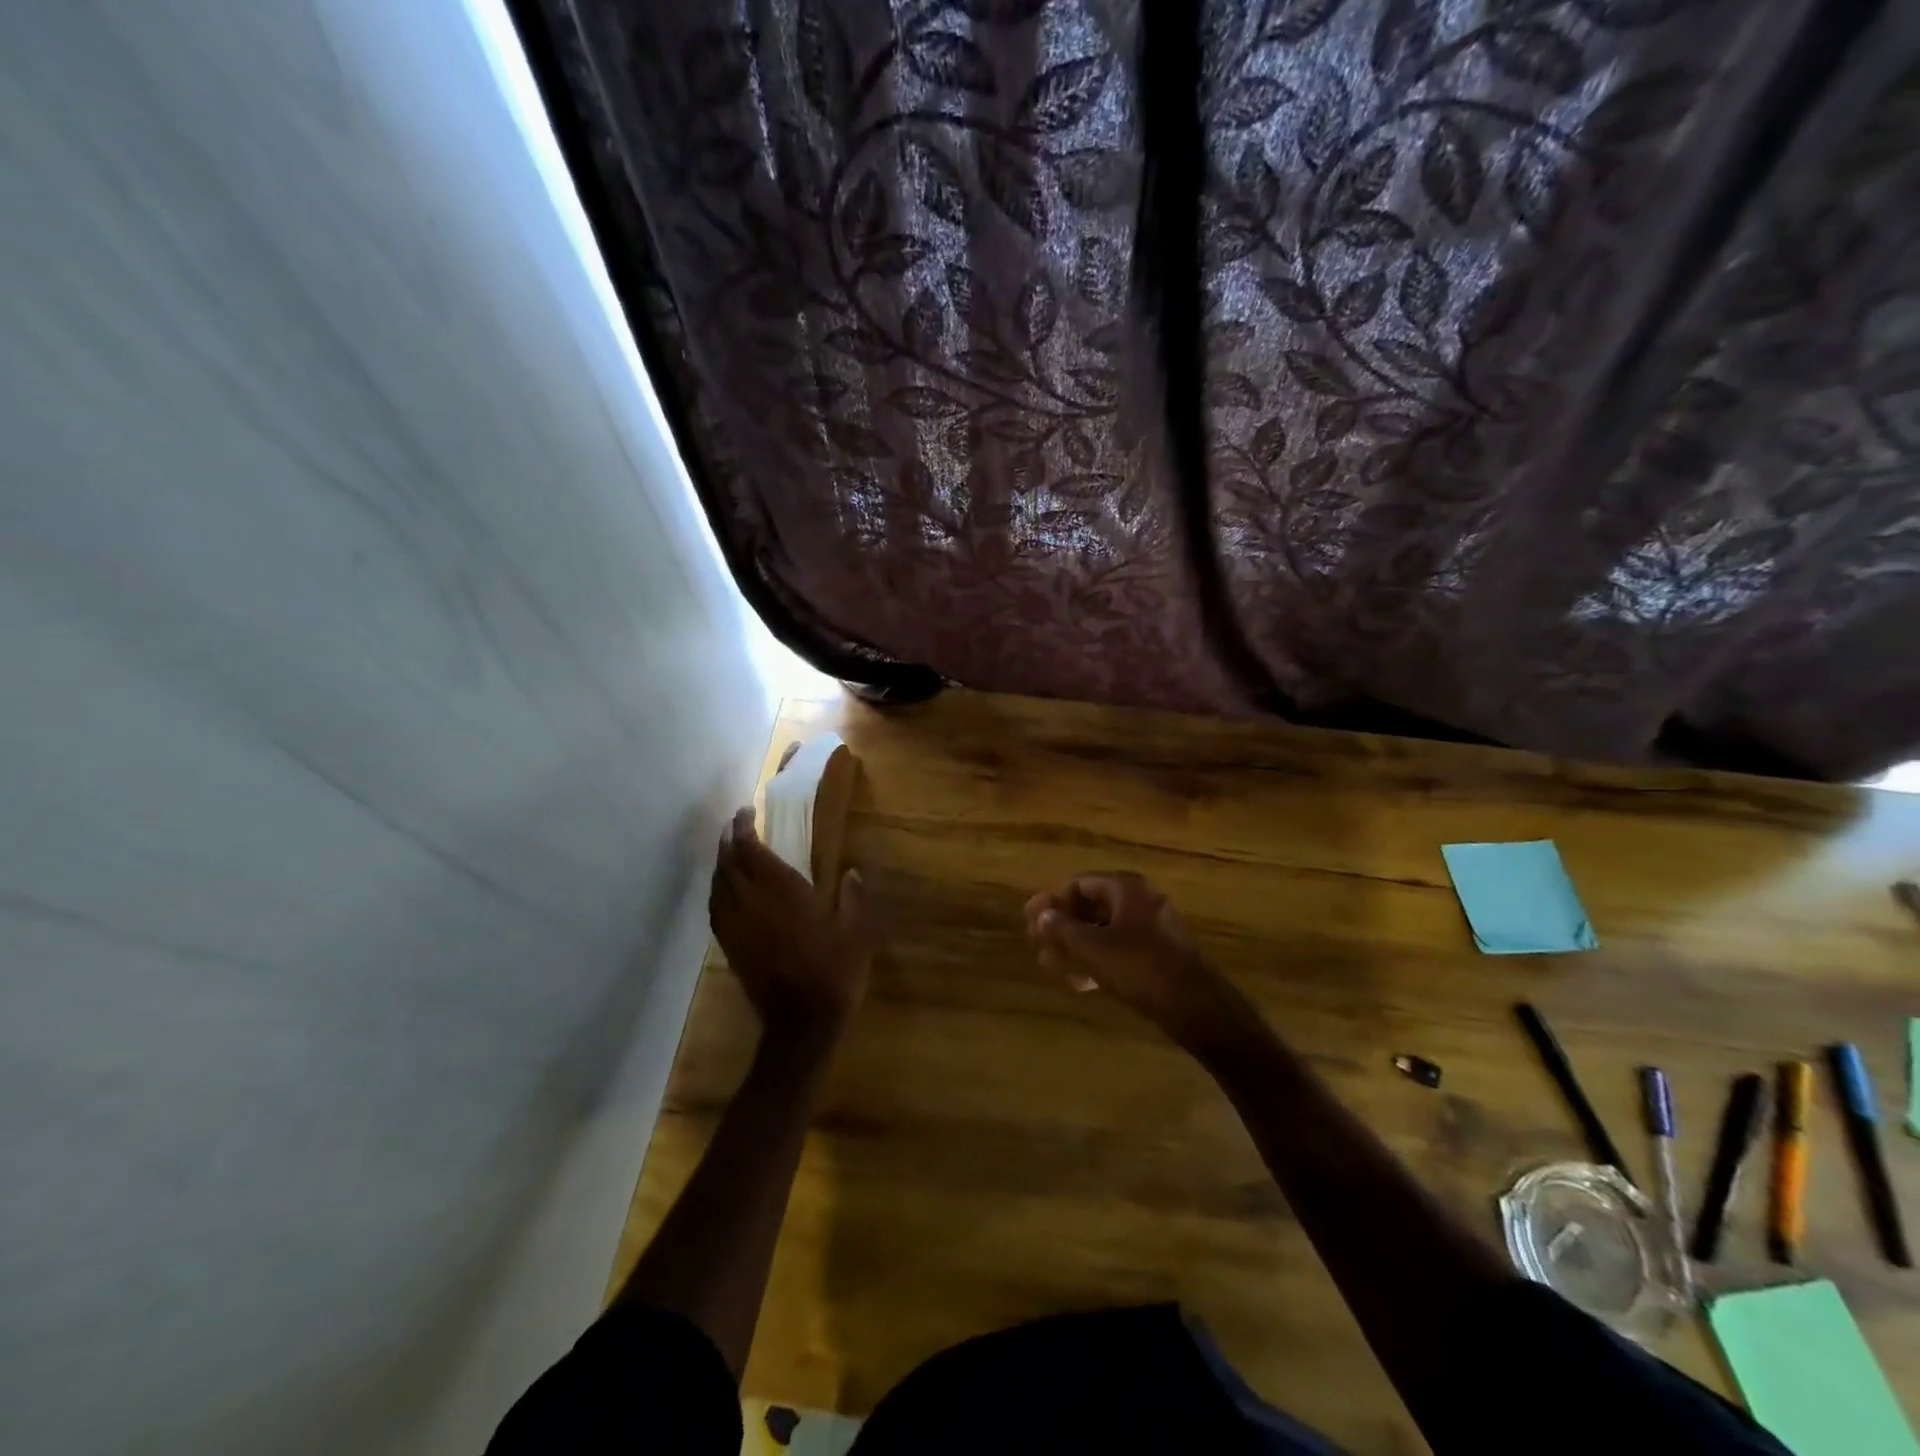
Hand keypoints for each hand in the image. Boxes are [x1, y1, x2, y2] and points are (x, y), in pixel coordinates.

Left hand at [710, 807, 875, 1047]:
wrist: (802, 1022)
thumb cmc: (834, 971)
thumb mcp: (858, 932)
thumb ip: (854, 899)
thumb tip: (852, 873)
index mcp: (782, 892)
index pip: (751, 850)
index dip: (743, 828)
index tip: (746, 812)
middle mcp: (752, 904)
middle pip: (728, 864)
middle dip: (728, 841)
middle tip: (734, 826)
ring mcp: (737, 927)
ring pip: (718, 886)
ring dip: (720, 865)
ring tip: (728, 852)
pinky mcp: (731, 947)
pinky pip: (716, 910)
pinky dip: (717, 892)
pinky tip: (725, 892)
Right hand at [1024, 872, 1256, 1054]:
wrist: (1196, 1007)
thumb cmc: (1140, 968)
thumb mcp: (1093, 948)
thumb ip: (1062, 929)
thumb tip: (1041, 915)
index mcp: (1126, 888)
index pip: (1079, 884)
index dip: (1051, 900)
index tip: (1029, 918)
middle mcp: (1139, 901)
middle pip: (1090, 906)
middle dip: (1061, 925)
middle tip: (1036, 943)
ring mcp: (1151, 928)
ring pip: (1102, 930)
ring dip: (1075, 946)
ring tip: (1050, 965)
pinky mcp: (1157, 954)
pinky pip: (1118, 948)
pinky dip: (1096, 959)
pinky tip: (1079, 982)